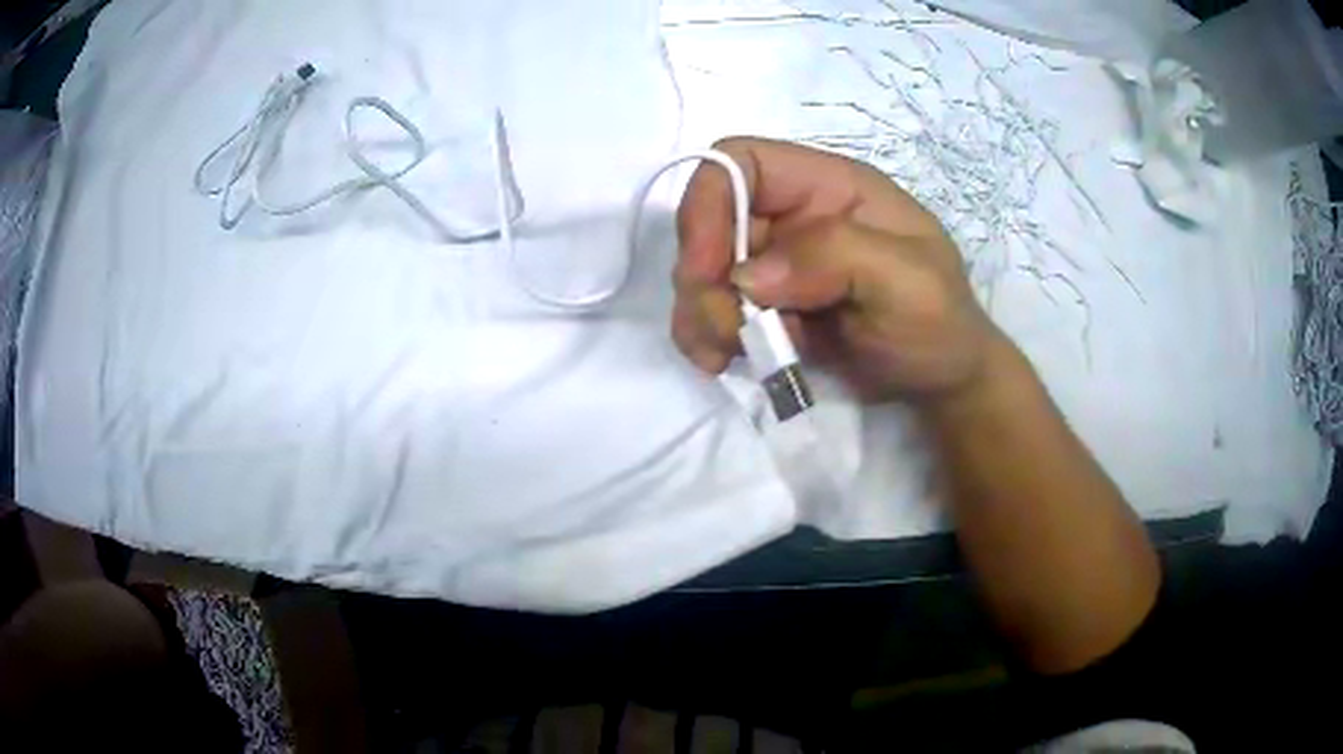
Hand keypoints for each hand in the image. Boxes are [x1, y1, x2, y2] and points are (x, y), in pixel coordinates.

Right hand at [674, 137, 1003, 404]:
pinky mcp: (768, 306)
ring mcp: (777, 263)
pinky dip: (705, 336)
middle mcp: (794, 216)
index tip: (706, 270)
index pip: (743, 161)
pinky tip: (722, 361)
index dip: (710, 203)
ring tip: (723, 356)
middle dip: (703, 279)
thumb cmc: (938, 323)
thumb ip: (837, 256)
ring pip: (704, 271)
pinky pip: (713, 311)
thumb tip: (748, 276)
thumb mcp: (908, 281)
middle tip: (725, 332)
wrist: (941, 382)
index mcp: (829, 187)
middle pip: (711, 221)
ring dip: (700, 313)